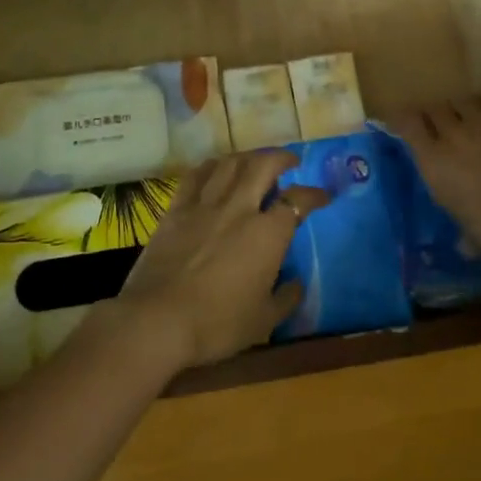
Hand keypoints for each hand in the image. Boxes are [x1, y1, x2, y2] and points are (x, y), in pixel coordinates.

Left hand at [110, 151, 328, 369]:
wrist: (158, 320)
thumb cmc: (217, 324)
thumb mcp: (263, 320)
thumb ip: (285, 298)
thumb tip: (296, 284)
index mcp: (267, 233)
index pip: (298, 201)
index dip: (314, 195)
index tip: (322, 196)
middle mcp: (239, 208)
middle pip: (263, 165)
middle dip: (281, 157)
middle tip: (290, 162)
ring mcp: (205, 205)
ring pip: (229, 164)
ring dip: (247, 156)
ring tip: (254, 161)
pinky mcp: (176, 210)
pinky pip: (195, 176)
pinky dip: (211, 166)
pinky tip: (215, 169)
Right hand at [379, 92, 480, 256]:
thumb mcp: (472, 234)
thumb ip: (465, 236)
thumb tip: (465, 248)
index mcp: (432, 161)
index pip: (407, 125)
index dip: (406, 119)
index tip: (408, 121)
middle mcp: (450, 133)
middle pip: (435, 108)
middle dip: (439, 114)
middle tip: (448, 124)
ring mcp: (480, 117)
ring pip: (463, 100)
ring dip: (467, 108)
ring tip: (477, 117)